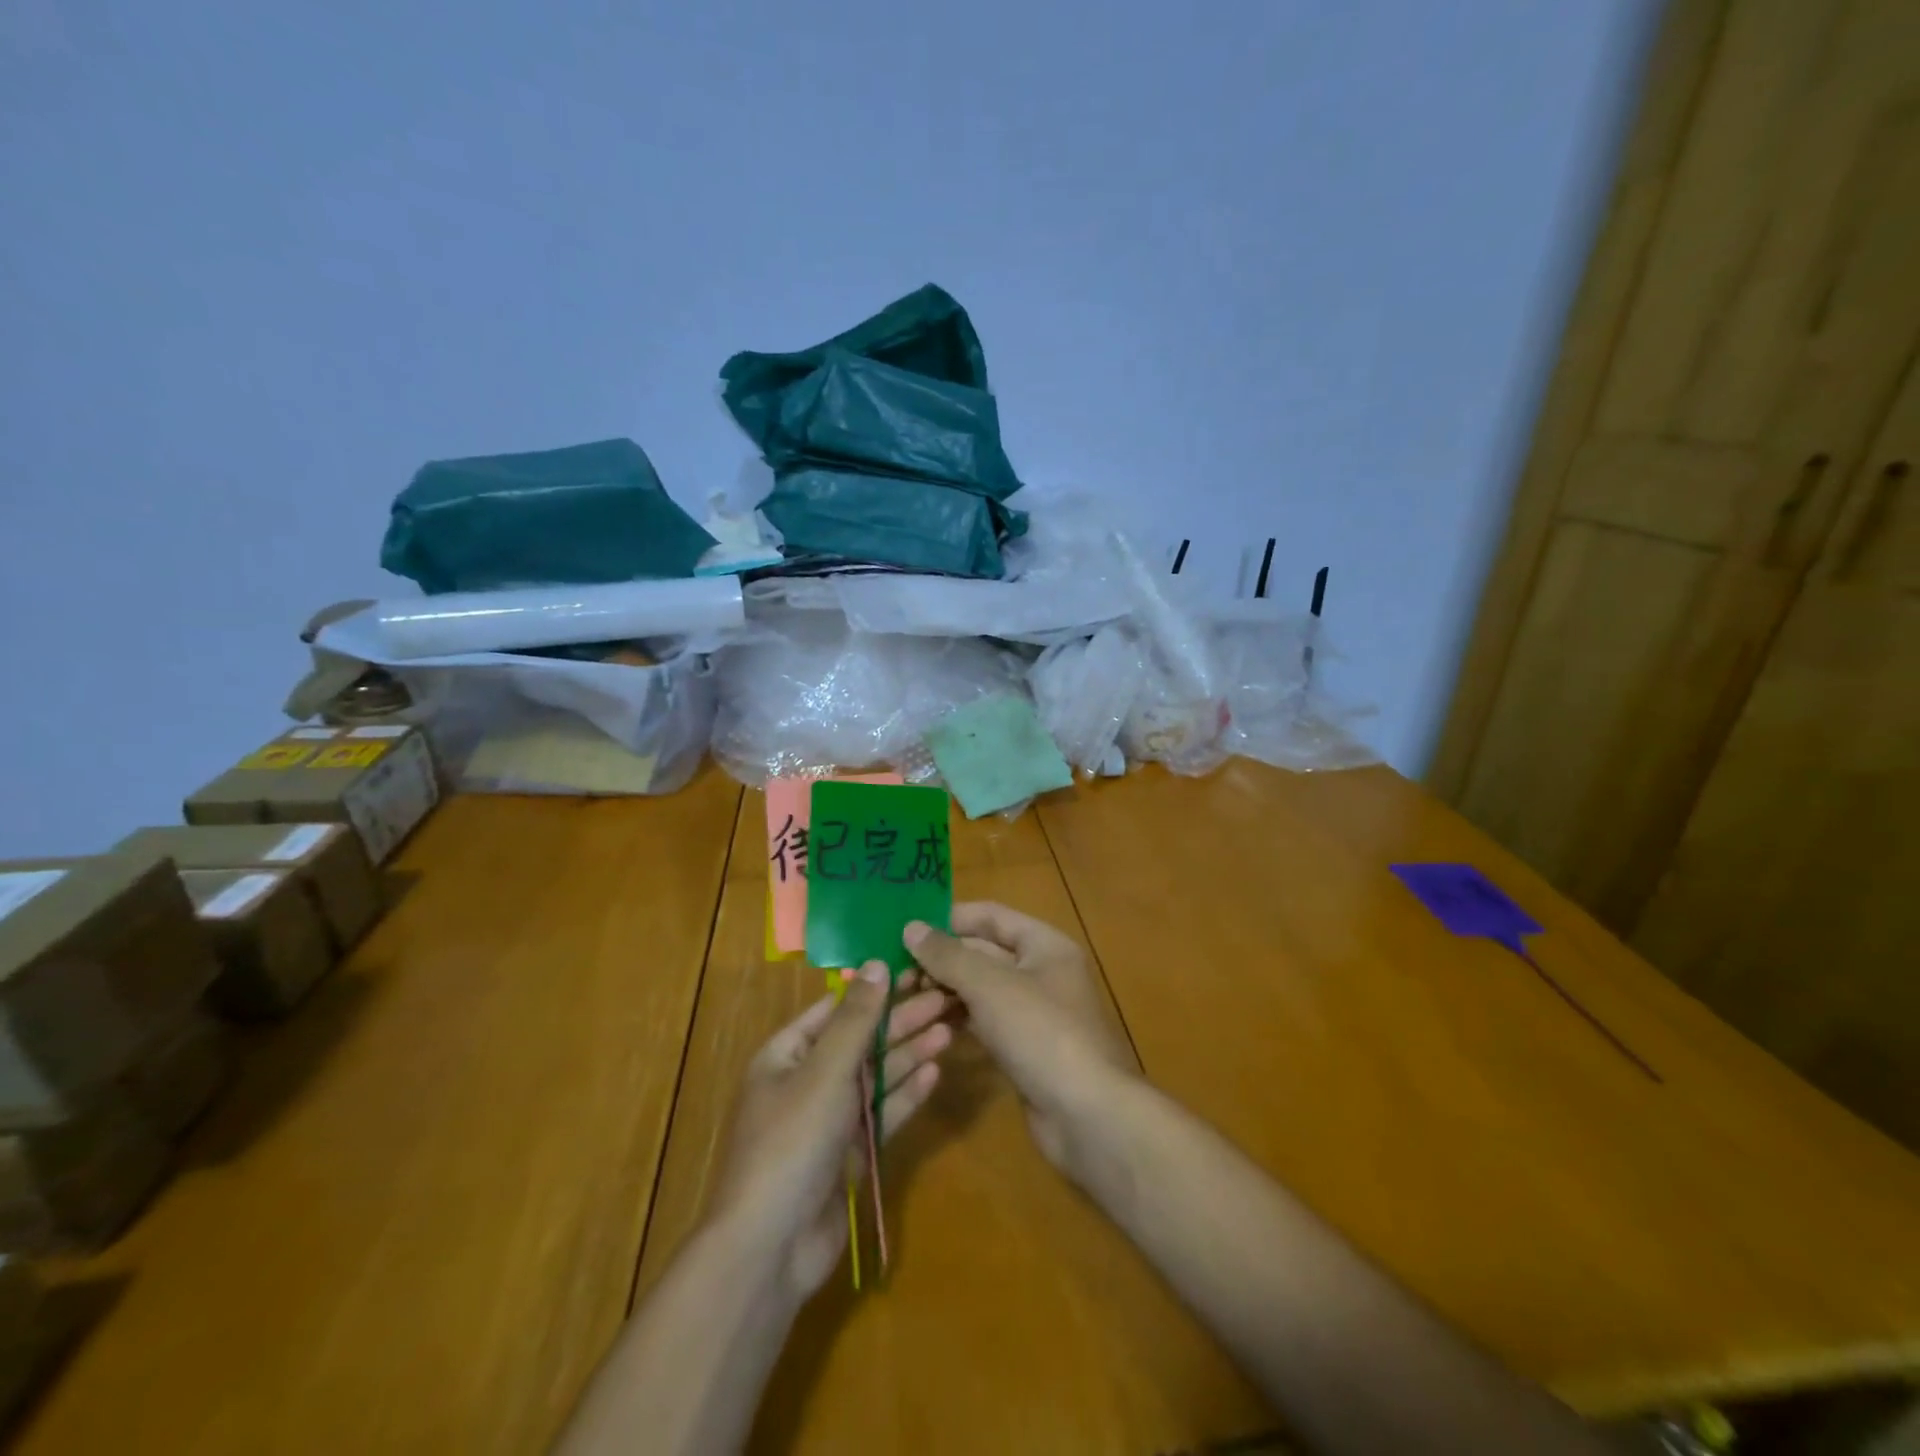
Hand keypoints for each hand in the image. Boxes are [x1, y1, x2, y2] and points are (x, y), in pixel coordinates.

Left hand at [708, 963, 952, 1300]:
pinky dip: (905, 1095)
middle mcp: (807, 1080)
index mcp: (787, 1054)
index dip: (875, 988)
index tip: (916, 969)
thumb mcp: (825, 1071)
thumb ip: (856, 1018)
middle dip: (901, 1020)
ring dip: (909, 1054)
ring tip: (950, 1029)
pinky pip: (880, 1114)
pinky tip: (935, 1074)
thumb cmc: (791, 1142)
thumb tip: (877, 963)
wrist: (770, 1248)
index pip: (836, 1008)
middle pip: (861, 1040)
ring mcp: (828, 1120)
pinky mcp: (848, 1154)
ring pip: (875, 1077)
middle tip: (946, 998)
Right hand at [904, 903, 1135, 1173]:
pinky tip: (928, 1026)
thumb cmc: (1041, 1033)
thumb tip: (911, 927)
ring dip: (945, 991)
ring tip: (903, 998)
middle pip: (984, 952)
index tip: (906, 927)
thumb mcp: (990, 985)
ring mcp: (1034, 1012)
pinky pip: (985, 1021)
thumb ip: (948, 955)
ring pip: (981, 989)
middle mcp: (1041, 971)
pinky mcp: (1025, 1047)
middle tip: (895, 972)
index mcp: (1044, 944)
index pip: (990, 916)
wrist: (1087, 1115)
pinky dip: (958, 1019)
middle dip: (942, 959)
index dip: (949, 918)